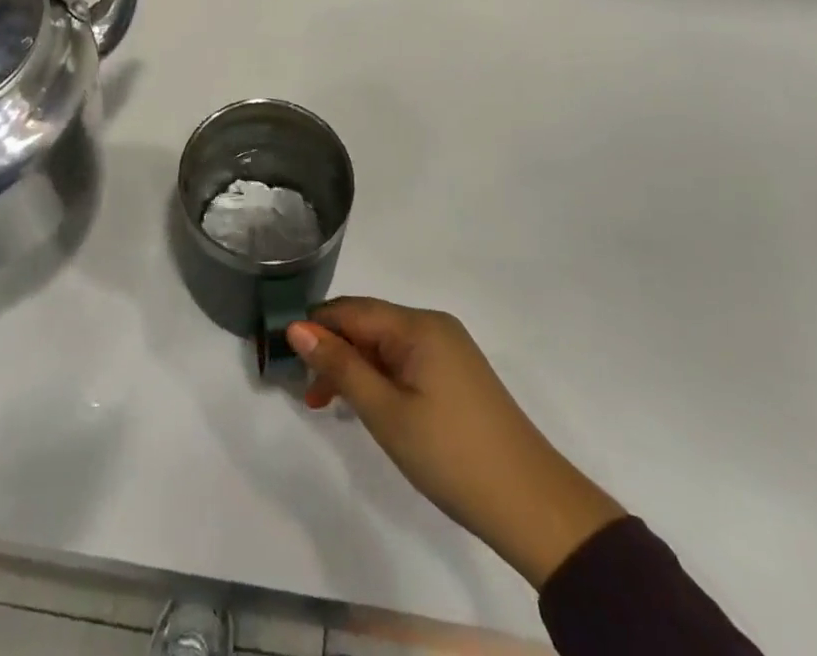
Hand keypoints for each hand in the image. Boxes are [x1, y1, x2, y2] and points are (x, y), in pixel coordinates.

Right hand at [287, 299, 625, 587]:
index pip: (351, 310)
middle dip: (333, 351)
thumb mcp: (386, 412)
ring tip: (329, 405)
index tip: (283, 357)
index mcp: (417, 325)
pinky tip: (368, 406)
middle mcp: (433, 325)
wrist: (532, 505)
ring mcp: (449, 350)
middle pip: (368, 324)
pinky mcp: (457, 375)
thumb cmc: (451, 454)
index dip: (315, 328)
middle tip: (308, 394)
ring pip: (385, 345)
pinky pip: (406, 361)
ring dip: (354, 368)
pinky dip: (380, 378)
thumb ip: (340, 367)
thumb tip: (297, 327)